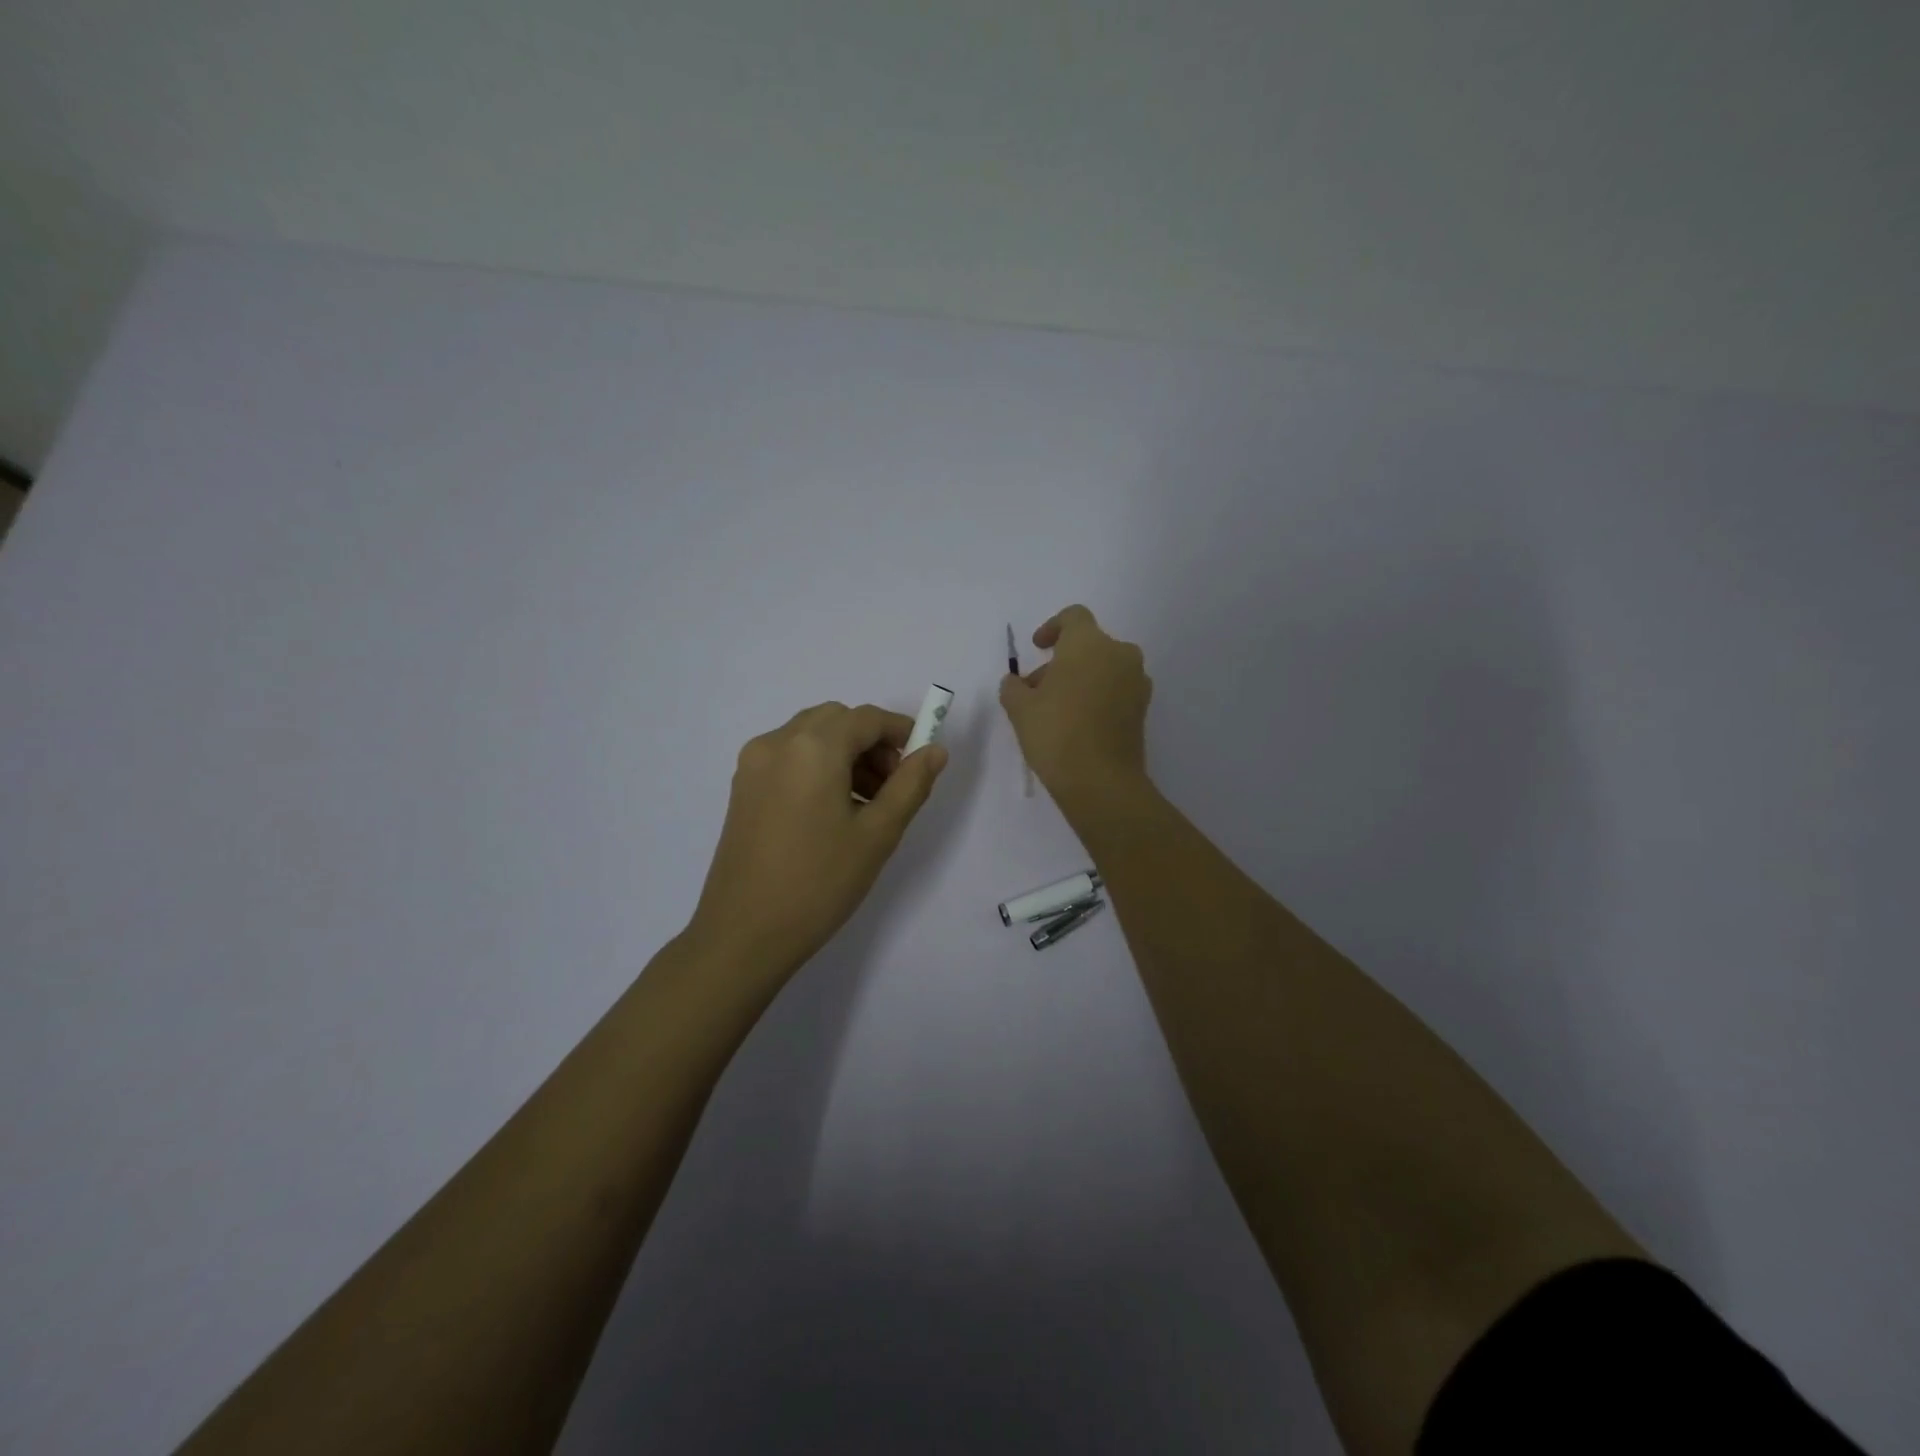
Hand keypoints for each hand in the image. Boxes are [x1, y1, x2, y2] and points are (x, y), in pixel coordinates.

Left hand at [687, 701, 947, 977]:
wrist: (744, 933)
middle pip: (836, 720)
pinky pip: (789, 756)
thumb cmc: (819, 883)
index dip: (900, 732)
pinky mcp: (742, 786)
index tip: (921, 760)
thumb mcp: (878, 834)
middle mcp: (777, 742)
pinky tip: (831, 809)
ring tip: (865, 803)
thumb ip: (911, 785)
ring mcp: (753, 763)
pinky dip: (818, 765)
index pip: (866, 718)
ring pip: (811, 736)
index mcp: (813, 748)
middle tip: (892, 786)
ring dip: (844, 753)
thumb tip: (935, 751)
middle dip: (871, 742)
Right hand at [1000, 604, 1152, 809]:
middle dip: (1061, 661)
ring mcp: (1136, 682)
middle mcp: (1119, 654)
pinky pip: (1116, 689)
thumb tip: (1017, 683)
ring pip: (1103, 668)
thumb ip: (1013, 687)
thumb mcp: (1019, 708)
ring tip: (1055, 710)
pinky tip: (1077, 723)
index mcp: (1089, 644)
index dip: (1052, 627)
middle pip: (1088, 645)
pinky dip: (1097, 696)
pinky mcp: (1143, 708)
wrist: (1101, 781)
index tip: (1037, 648)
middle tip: (1037, 690)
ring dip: (1080, 679)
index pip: (1073, 617)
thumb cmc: (1056, 733)